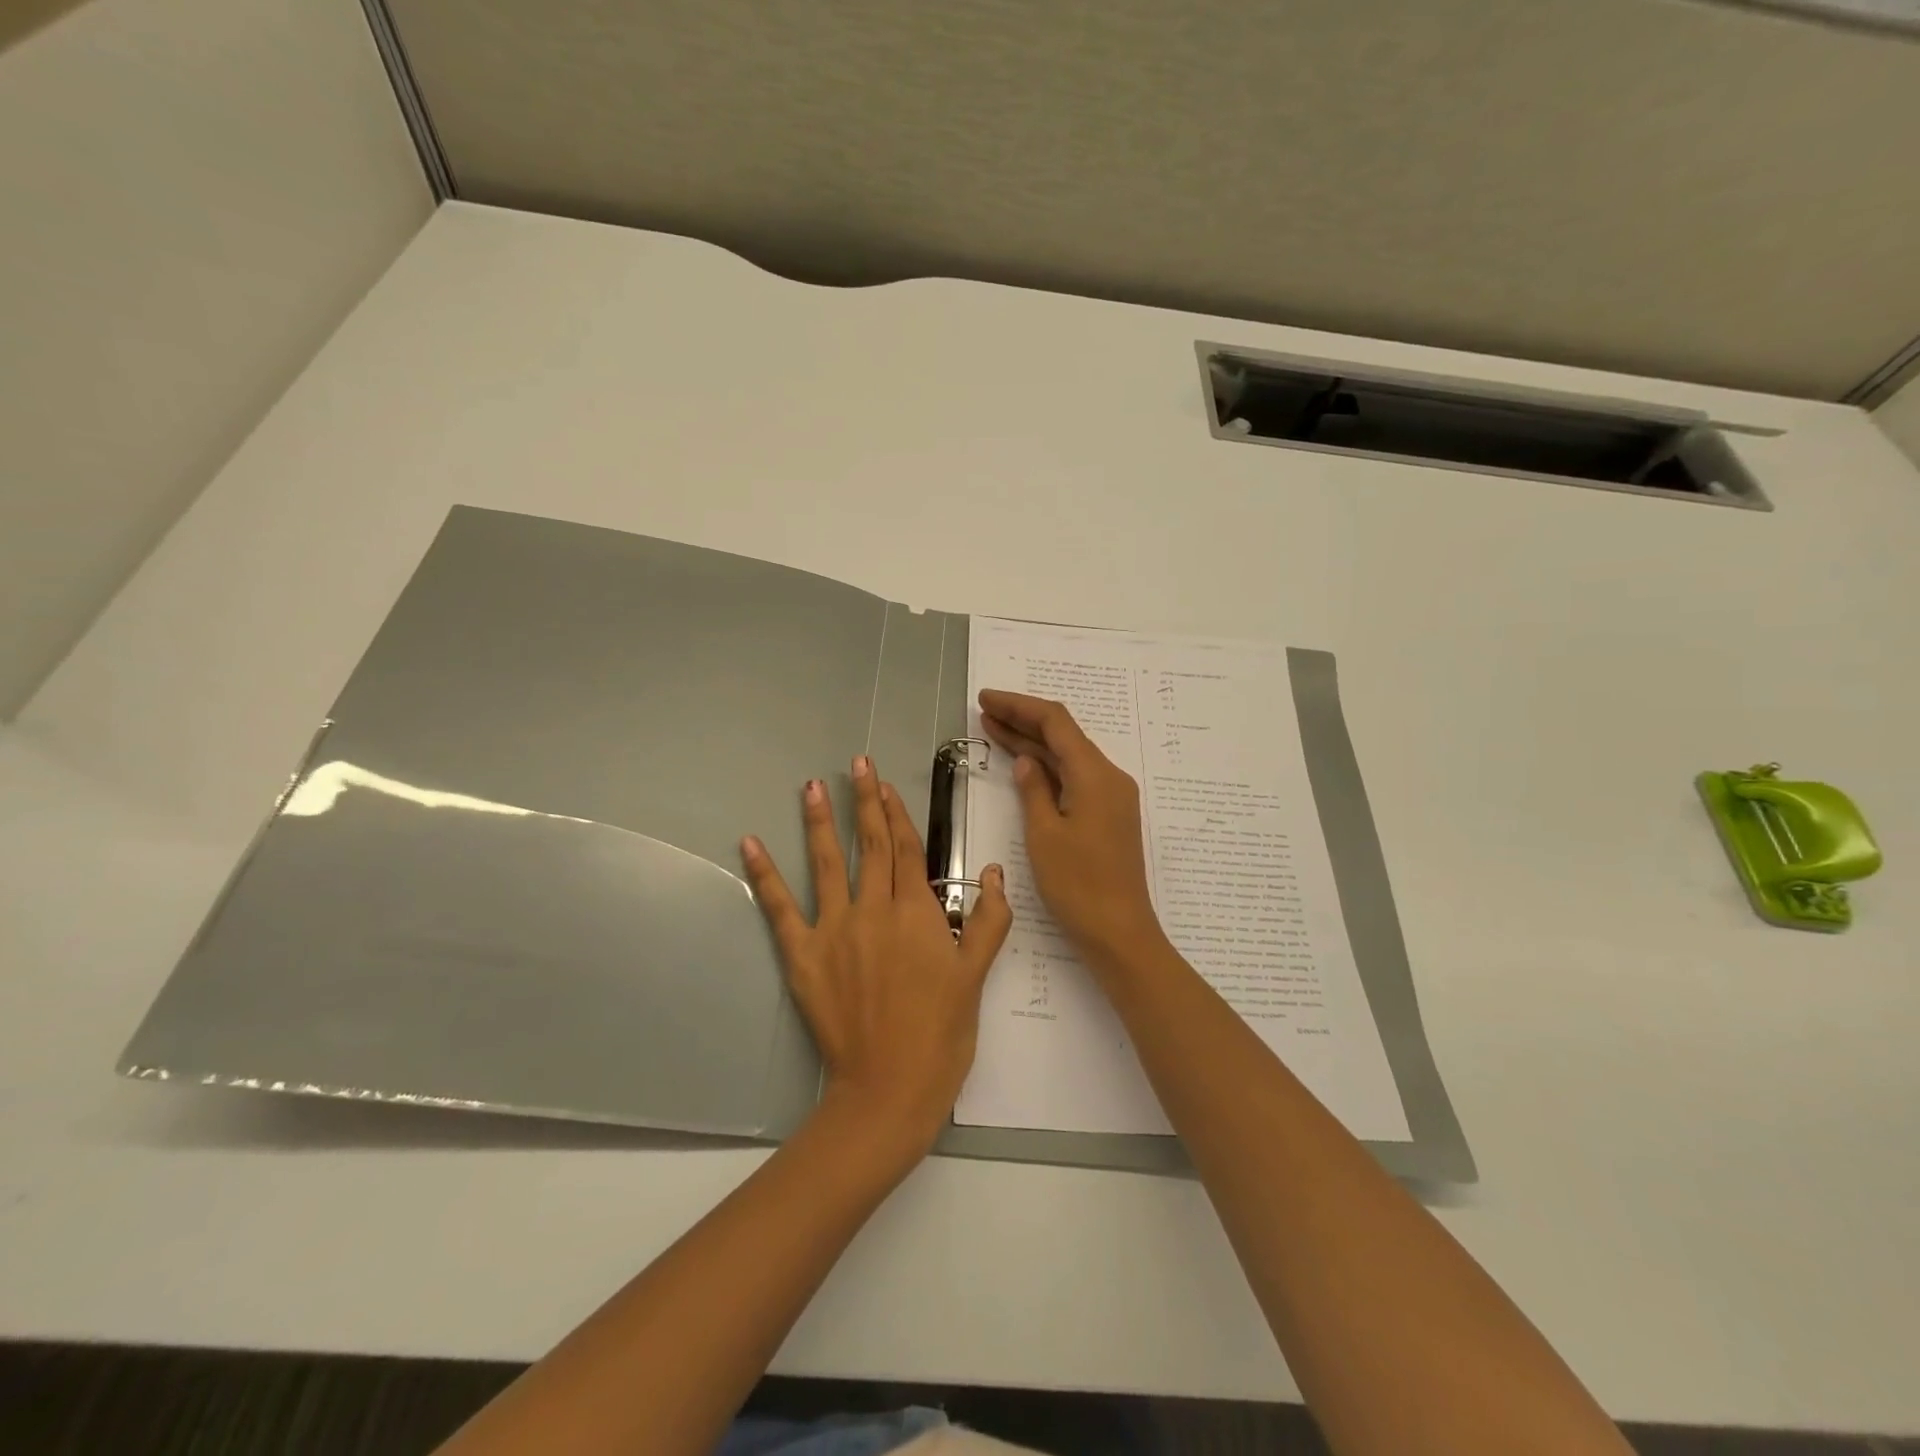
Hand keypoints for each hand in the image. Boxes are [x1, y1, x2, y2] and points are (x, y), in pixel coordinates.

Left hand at [741, 756, 1012, 1156]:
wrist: (889, 1088)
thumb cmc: (940, 1034)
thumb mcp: (976, 977)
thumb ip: (988, 920)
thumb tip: (995, 872)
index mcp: (917, 912)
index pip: (907, 849)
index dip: (897, 814)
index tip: (888, 784)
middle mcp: (874, 910)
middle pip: (871, 845)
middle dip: (865, 800)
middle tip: (858, 763)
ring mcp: (835, 930)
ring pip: (828, 863)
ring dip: (820, 821)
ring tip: (811, 786)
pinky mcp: (803, 956)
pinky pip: (780, 908)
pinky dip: (764, 875)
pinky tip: (749, 844)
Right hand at [977, 689, 1165, 971]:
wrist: (1119, 931)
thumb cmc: (1078, 884)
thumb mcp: (1044, 834)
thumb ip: (1033, 790)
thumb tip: (1026, 760)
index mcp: (1094, 774)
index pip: (1055, 722)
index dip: (1018, 705)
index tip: (985, 700)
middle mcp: (1108, 777)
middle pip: (1063, 735)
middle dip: (1023, 720)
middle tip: (984, 711)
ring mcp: (1110, 796)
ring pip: (1067, 756)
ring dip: (1032, 743)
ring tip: (992, 730)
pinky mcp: (1107, 814)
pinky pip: (1074, 777)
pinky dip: (1046, 768)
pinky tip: (1022, 764)